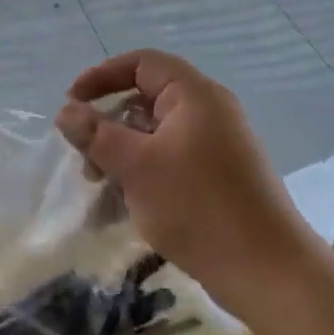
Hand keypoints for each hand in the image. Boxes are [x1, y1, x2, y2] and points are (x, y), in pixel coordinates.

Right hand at [55, 50, 320, 323]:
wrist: (267, 271)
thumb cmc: (197, 206)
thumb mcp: (135, 166)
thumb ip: (95, 134)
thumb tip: (66, 111)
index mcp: (195, 95)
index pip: (141, 63)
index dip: (101, 76)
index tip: (71, 104)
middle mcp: (209, 113)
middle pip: (145, 101)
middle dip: (107, 127)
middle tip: (84, 159)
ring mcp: (216, 147)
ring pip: (153, 137)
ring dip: (120, 157)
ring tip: (98, 191)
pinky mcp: (217, 179)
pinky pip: (169, 163)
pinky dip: (141, 177)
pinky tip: (119, 210)